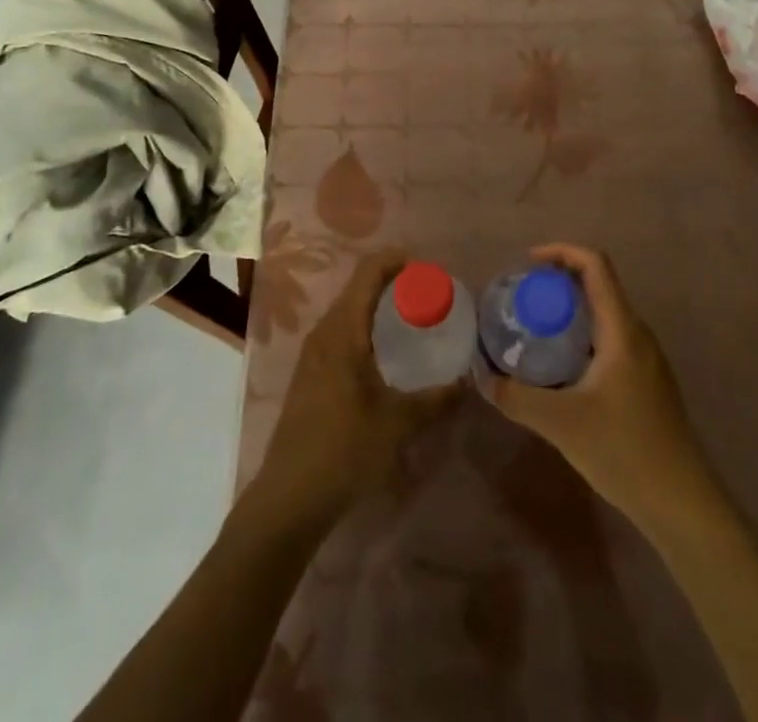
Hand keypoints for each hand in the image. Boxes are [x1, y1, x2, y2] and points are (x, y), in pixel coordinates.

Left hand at [252, 249, 461, 529]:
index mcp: (343, 330)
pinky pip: (342, 332)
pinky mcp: (310, 373)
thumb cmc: (344, 449)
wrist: (289, 496)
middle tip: (428, 295)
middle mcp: (325, 331)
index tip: (427, 267)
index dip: (396, 260)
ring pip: (349, 311)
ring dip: (378, 306)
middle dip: (393, 283)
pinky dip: (366, 327)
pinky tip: (385, 354)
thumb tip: (468, 382)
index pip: (368, 272)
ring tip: (412, 320)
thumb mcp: (398, 423)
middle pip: (358, 287)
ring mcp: (313, 353)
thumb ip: (436, 399)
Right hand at [492, 244, 716, 529]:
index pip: (596, 265)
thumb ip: (516, 397)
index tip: (528, 264)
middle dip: (559, 282)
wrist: (682, 503)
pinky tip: (560, 367)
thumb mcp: (561, 423)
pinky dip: (581, 335)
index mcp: (622, 329)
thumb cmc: (625, 451)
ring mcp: (646, 358)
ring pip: (604, 314)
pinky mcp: (646, 381)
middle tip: (522, 298)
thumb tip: (481, 376)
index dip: (562, 252)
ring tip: (534, 328)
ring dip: (570, 311)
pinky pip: (609, 339)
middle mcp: (637, 333)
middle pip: (599, 285)